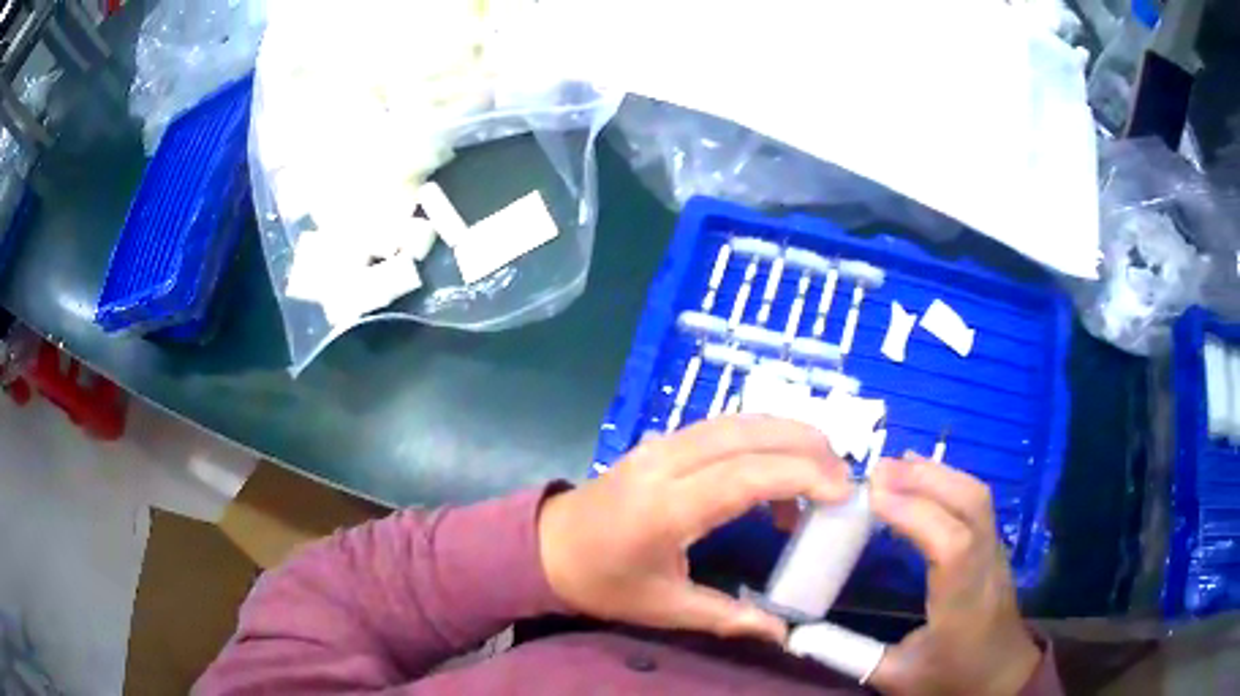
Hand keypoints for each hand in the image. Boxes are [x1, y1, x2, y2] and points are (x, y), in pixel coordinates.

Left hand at [538, 415, 850, 642]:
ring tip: (820, 470)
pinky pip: (722, 426)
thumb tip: (782, 634)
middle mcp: (667, 463)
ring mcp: (662, 445)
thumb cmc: (602, 582)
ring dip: (786, 435)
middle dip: (806, 446)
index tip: (842, 492)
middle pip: (748, 434)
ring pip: (737, 421)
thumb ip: (727, 617)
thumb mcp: (663, 607)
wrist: (547, 546)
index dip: (801, 476)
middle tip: (842, 479)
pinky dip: (760, 439)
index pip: (747, 476)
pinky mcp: (661, 442)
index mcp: (667, 508)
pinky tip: (775, 469)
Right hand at [867, 455, 1041, 695]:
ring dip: (937, 473)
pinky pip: (977, 502)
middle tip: (877, 470)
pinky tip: (924, 480)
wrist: (1003, 676)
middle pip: (970, 505)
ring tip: (896, 466)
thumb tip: (799, 634)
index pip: (952, 545)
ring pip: (977, 496)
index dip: (915, 513)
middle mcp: (986, 568)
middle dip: (925, 479)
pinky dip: (948, 481)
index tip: (874, 495)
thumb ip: (849, 655)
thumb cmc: (952, 678)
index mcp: (963, 605)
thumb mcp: (896, 678)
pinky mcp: (995, 546)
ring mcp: (997, 552)